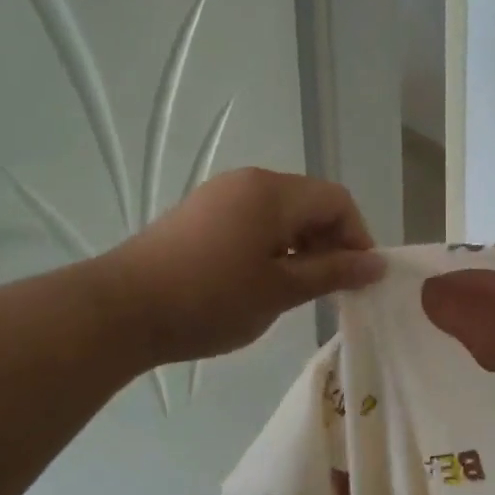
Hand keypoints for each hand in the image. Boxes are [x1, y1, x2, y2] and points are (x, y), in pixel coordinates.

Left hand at [90, 168, 384, 365]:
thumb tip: (378, 264)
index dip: (358, 236)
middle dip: (330, 242)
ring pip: (281, 213)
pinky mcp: (198, 215)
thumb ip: (334, 272)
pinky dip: (271, 245)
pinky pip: (253, 220)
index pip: (337, 200)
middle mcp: (249, 182)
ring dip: (301, 245)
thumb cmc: (210, 299)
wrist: (117, 312)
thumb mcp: (281, 290)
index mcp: (274, 192)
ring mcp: (219, 196)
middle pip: (310, 203)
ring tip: (296, 288)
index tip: (358, 278)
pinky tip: (260, 281)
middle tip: (330, 287)